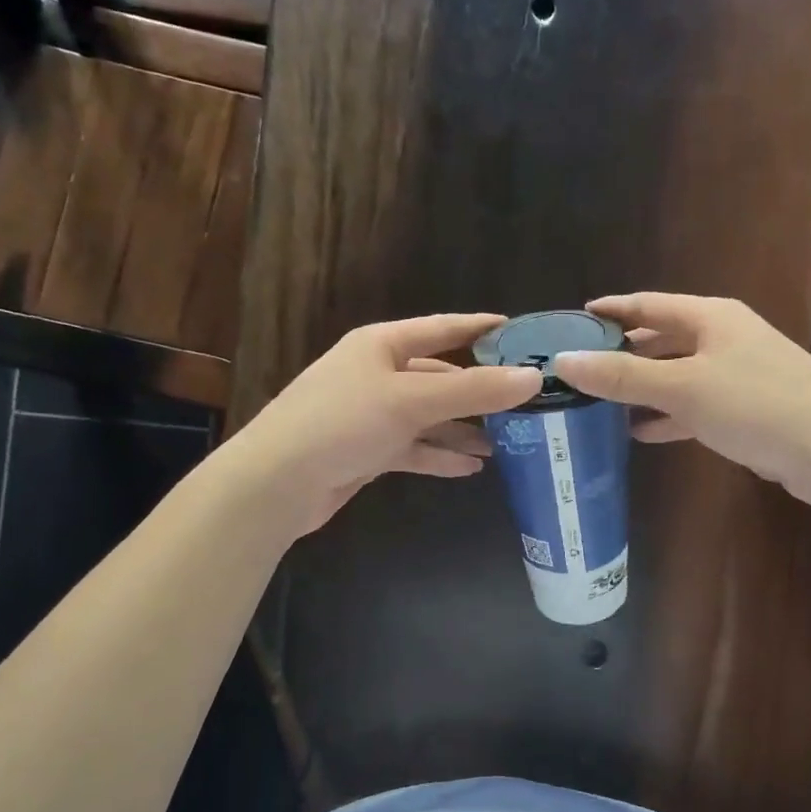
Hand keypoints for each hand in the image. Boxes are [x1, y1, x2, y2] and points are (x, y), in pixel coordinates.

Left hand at [225, 314, 541, 535]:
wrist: (277, 483)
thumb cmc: (342, 423)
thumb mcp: (412, 400)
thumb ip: (474, 390)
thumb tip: (533, 377)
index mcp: (382, 345)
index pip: (443, 328)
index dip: (480, 328)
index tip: (519, 332)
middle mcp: (378, 374)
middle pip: (440, 377)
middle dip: (479, 392)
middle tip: (524, 404)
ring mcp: (372, 414)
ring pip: (430, 417)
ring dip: (463, 430)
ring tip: (506, 444)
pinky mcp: (368, 451)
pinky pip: (414, 448)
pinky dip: (440, 456)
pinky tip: (471, 468)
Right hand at [555, 293, 810, 507]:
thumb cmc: (754, 405)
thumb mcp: (682, 388)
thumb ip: (622, 376)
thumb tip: (563, 360)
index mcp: (710, 317)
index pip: (648, 305)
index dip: (611, 310)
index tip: (575, 320)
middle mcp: (724, 337)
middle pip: (662, 340)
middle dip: (623, 354)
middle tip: (582, 369)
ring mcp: (738, 373)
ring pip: (677, 374)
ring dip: (642, 388)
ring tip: (601, 403)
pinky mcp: (746, 408)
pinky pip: (695, 404)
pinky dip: (668, 414)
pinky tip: (642, 432)